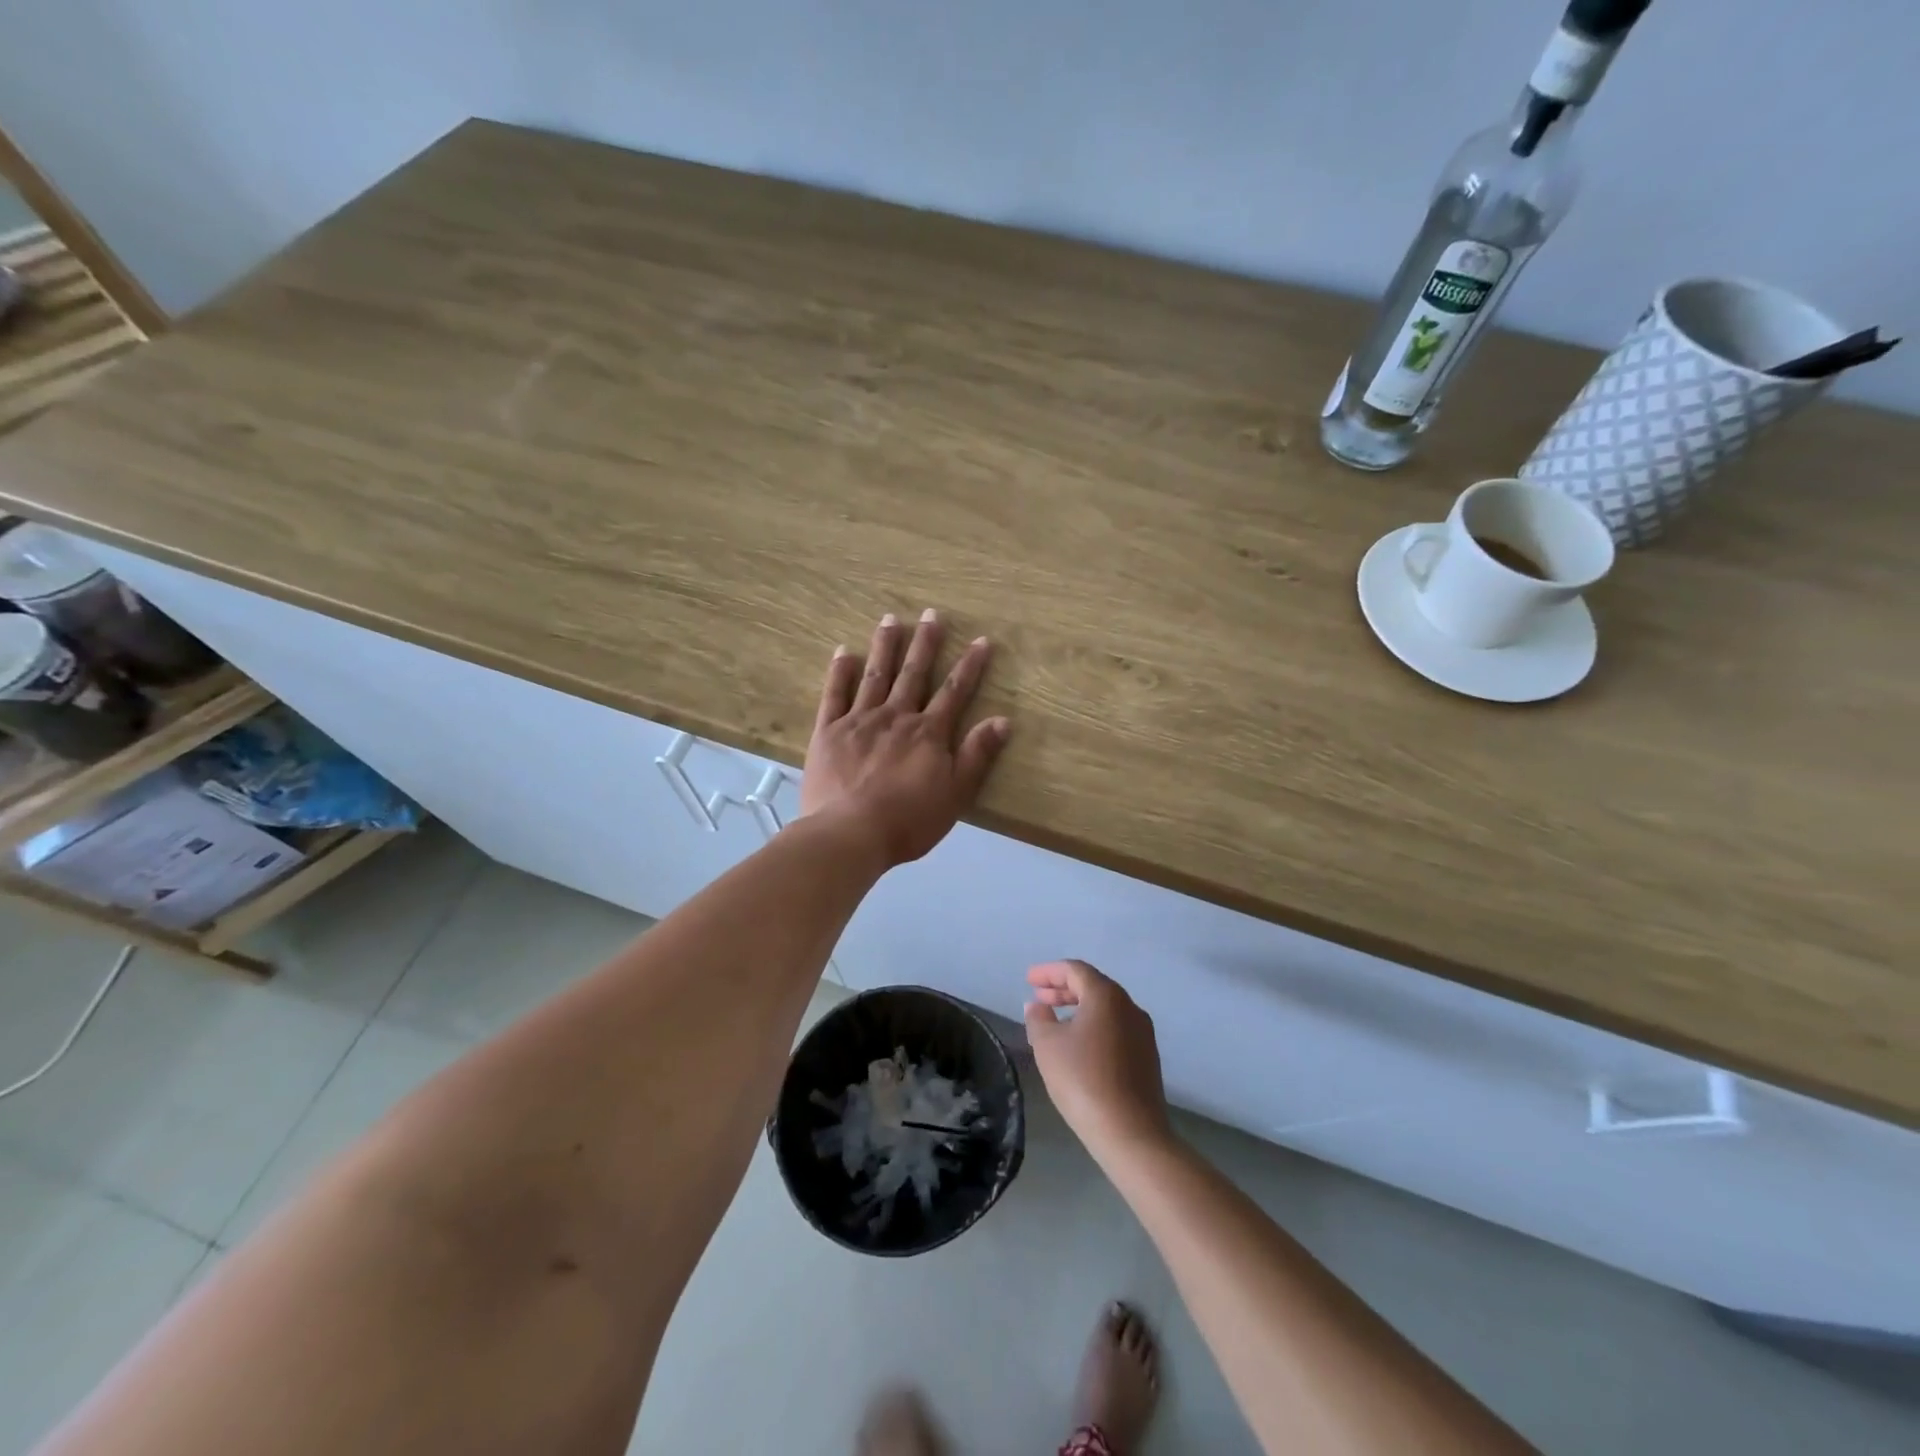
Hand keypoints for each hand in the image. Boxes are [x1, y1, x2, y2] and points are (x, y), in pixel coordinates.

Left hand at [803, 610, 1010, 867]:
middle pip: (913, 674)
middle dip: (925, 643)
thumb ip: (977, 755)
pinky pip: (834, 695)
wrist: (850, 833)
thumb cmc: (908, 820)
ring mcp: (859, 721)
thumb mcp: (955, 794)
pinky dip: (839, 672)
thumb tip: (1003, 720)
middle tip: (931, 613)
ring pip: (875, 675)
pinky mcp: (828, 732)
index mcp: (928, 733)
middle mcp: (896, 717)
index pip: (954, 692)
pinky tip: (844, 651)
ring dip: (885, 646)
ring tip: (891, 619)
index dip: (970, 666)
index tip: (981, 640)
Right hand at [1024, 960, 1171, 1155]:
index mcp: (1107, 996)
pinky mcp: (1146, 1057)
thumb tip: (1038, 1006)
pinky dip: (1093, 1026)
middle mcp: (1129, 1006)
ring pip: (1105, 1009)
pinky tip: (1078, 1046)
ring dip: (1078, 1008)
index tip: (1029, 979)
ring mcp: (1142, 1032)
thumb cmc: (1083, 1080)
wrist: (1131, 1133)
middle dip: (1063, 989)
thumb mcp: (1048, 1046)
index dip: (1049, 972)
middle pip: (1093, 986)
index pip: (1075, 970)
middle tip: (1039, 997)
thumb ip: (1039, 1019)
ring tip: (1054, 1021)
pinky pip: (1115, 1028)